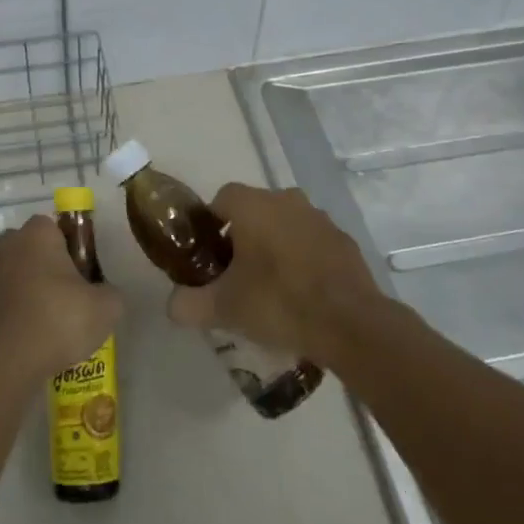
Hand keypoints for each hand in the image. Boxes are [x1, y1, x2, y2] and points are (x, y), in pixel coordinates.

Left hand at [0, 215, 122, 379]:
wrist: (3, 363)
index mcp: (37, 233)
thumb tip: (104, 294)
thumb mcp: (106, 308)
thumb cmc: (57, 319)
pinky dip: (21, 317)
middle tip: (73, 296)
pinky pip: (8, 305)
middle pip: (35, 250)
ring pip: (20, 277)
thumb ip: (111, 293)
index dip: (75, 249)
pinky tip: (37, 342)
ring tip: (58, 326)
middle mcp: (8, 246)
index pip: (58, 227)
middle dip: (51, 268)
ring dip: (35, 294)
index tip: (87, 274)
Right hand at [167, 184, 379, 363]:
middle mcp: (286, 200)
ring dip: (275, 245)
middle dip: (243, 236)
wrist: (350, 324)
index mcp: (253, 206)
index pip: (221, 199)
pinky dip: (303, 258)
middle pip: (254, 210)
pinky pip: (312, 242)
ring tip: (270, 286)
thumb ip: (188, 304)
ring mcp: (319, 218)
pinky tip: (302, 292)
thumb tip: (172, 305)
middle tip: (236, 274)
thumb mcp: (223, 309)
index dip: (211, 225)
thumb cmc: (279, 303)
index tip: (209, 256)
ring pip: (285, 224)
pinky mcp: (343, 240)